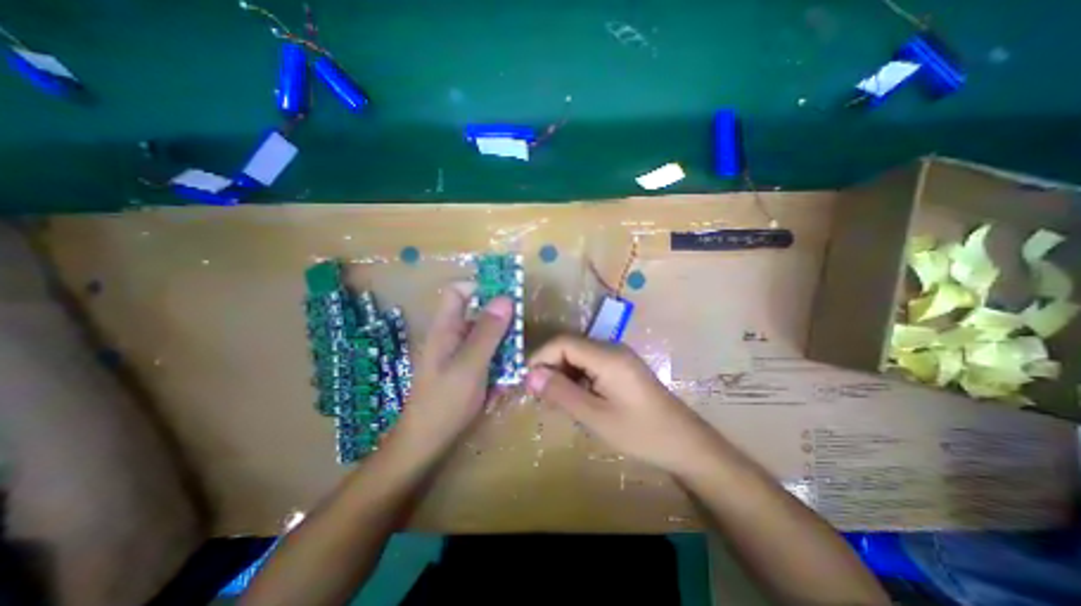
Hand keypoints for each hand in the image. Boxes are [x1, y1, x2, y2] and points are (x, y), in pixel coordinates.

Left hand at [397, 282, 513, 454]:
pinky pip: (486, 356)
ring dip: (502, 346)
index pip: (458, 291)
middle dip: (501, 322)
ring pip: (486, 336)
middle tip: (519, 336)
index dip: (481, 287)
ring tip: (515, 364)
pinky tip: (504, 381)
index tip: (507, 298)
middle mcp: (451, 336)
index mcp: (446, 328)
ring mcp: (458, 354)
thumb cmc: (445, 402)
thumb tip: (506, 298)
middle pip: (477, 314)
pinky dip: (497, 363)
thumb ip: (488, 332)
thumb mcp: (471, 364)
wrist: (426, 443)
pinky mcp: (465, 369)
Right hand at [529, 337, 721, 472]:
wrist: (685, 443)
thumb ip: (561, 393)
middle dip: (550, 367)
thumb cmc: (640, 432)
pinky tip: (576, 397)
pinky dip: (577, 377)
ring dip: (563, 373)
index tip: (527, 383)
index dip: (541, 358)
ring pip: (579, 355)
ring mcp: (618, 356)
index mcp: (607, 356)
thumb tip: (530, 376)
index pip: (563, 342)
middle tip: (539, 396)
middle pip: (570, 346)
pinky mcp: (621, 367)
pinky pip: (591, 364)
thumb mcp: (595, 416)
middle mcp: (612, 348)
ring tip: (555, 400)